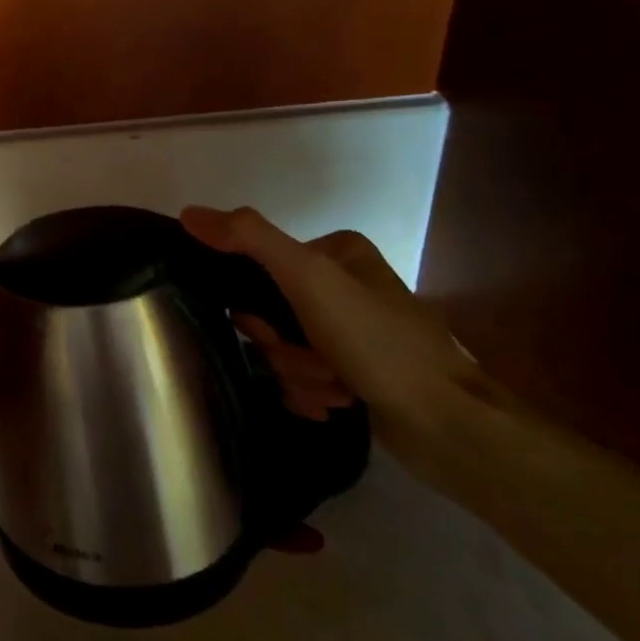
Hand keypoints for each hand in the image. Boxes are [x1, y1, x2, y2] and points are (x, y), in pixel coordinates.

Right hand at [181, 206, 484, 473]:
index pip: (259, 266)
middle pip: (271, 312)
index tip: (268, 330)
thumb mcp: (308, 277)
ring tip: (335, 390)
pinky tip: (336, 404)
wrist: (451, 428)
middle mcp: (344, 285)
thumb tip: (188, 212)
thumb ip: (249, 238)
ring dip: (298, 375)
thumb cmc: (378, 343)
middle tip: (313, 364)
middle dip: (282, 348)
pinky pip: (304, 376)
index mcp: (337, 251)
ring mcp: (352, 331)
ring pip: (285, 349)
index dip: (252, 304)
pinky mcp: (357, 372)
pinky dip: (311, 393)